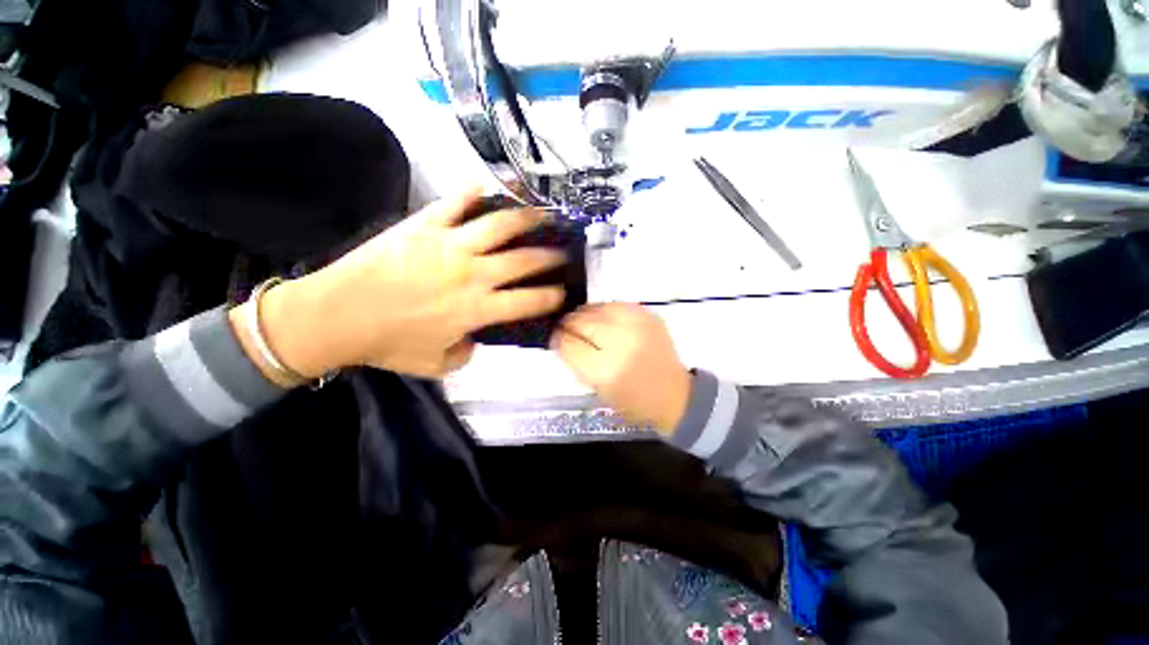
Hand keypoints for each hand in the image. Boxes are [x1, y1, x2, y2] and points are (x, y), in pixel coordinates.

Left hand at [235, 189, 567, 381]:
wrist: (336, 316)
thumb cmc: (388, 345)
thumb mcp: (436, 365)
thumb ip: (466, 353)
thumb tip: (475, 337)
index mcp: (479, 309)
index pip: (530, 301)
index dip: (552, 297)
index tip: (563, 292)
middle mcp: (474, 274)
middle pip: (525, 260)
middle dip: (551, 256)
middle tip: (563, 251)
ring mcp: (451, 245)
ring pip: (500, 225)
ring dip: (526, 218)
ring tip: (540, 215)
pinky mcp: (425, 225)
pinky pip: (455, 202)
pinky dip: (472, 192)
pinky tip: (485, 187)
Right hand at [551, 303, 690, 433]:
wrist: (673, 394)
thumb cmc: (631, 399)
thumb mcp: (596, 388)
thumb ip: (575, 360)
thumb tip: (560, 337)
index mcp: (604, 369)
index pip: (568, 343)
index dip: (558, 338)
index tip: (555, 338)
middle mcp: (620, 341)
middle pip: (581, 320)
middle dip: (569, 323)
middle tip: (568, 329)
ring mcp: (636, 324)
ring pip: (596, 307)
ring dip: (586, 314)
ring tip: (587, 325)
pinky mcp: (648, 315)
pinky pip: (615, 304)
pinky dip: (605, 311)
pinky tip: (606, 321)